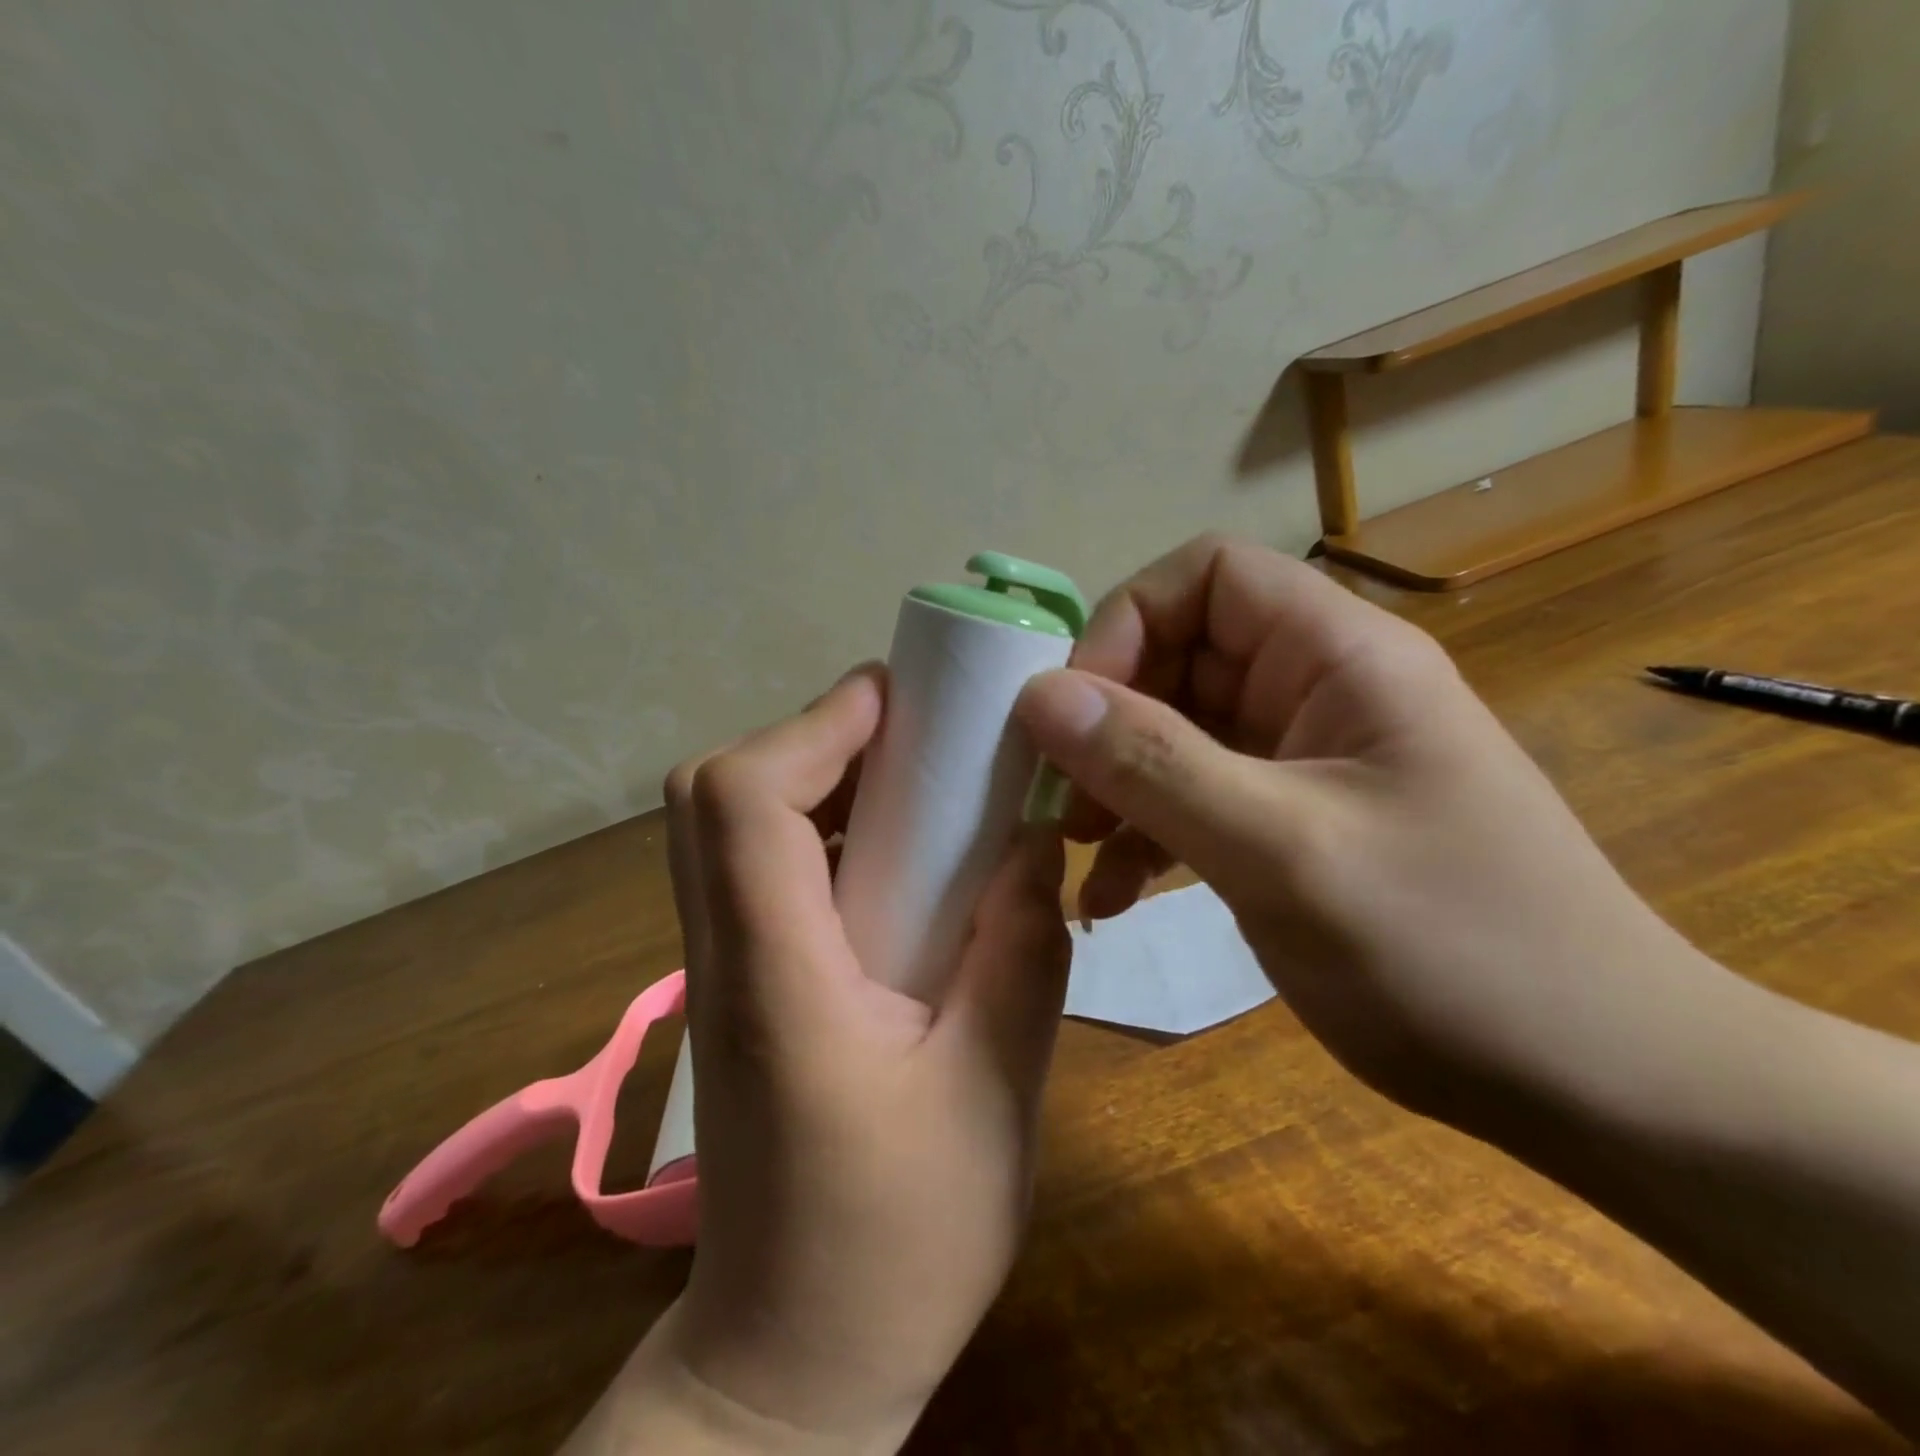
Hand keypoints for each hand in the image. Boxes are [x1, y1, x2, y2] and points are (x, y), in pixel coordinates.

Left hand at [573, 665, 1069, 1453]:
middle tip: (915, 736)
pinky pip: (759, 867)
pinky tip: (897, 857)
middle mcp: (724, 953)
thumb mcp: (996, 1092)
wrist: (794, 1359)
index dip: (818, 727)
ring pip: (731, 824)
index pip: (745, 801)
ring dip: (818, 776)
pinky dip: (820, 828)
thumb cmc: (898, 1242)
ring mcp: (720, 969)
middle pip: (715, 794)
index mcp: (776, 974)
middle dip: (814, 737)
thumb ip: (1021, 949)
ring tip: (917, 779)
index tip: (904, 702)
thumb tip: (1033, 839)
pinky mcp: (740, 986)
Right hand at [1014, 534, 1736, 1132]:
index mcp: (1338, 656)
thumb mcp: (1282, 851)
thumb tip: (1038, 694)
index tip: (1076, 715)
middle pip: (1180, 657)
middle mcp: (1319, 690)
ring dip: (1117, 785)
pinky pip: (1197, 798)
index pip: (1206, 576)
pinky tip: (1115, 898)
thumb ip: (1154, 764)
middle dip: (1108, 722)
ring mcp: (1306, 760)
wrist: (1595, 1085)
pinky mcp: (1294, 823)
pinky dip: (1147, 835)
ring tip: (1076, 854)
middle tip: (1061, 801)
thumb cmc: (1452, 952)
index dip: (1126, 625)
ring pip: (1178, 734)